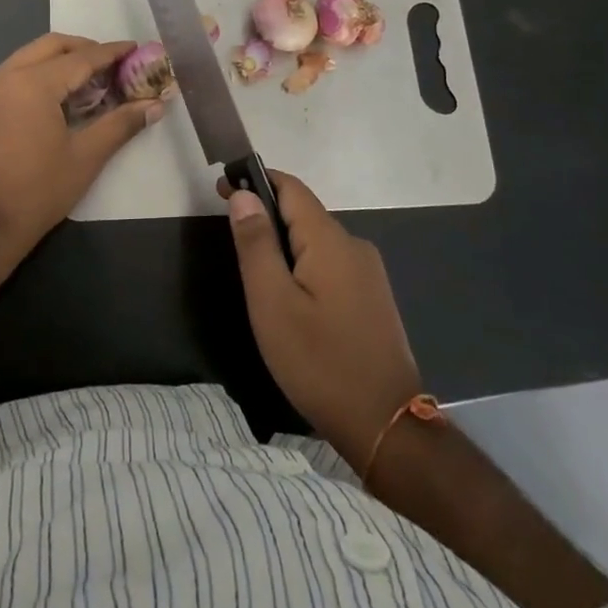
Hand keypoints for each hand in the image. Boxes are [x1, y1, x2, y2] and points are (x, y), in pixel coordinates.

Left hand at [0, 33, 162, 268]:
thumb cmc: (36, 193)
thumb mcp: (85, 158)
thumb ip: (121, 124)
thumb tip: (155, 105)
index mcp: (31, 84)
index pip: (80, 58)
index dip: (111, 53)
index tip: (136, 48)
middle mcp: (4, 76)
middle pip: (51, 46)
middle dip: (84, 49)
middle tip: (113, 65)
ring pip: (29, 57)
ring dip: (60, 61)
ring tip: (91, 83)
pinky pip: (14, 75)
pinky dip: (39, 75)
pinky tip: (59, 100)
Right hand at [221, 171, 422, 474]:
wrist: (386, 426)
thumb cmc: (319, 362)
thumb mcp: (272, 303)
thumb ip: (256, 244)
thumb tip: (242, 194)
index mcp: (330, 240)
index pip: (291, 187)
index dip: (256, 180)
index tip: (222, 187)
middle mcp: (354, 246)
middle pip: (304, 214)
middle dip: (267, 216)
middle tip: (233, 241)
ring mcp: (368, 273)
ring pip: (317, 242)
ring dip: (285, 245)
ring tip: (257, 278)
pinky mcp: (372, 299)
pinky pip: (330, 265)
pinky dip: (304, 267)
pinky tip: (292, 301)